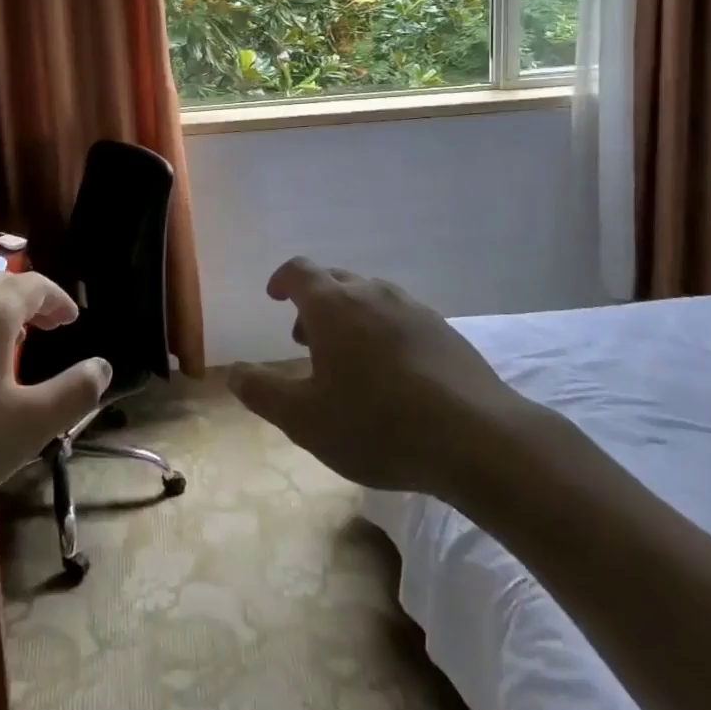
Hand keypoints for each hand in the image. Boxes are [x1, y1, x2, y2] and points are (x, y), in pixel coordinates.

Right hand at [228, 257, 540, 498]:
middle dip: (313, 302)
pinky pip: (399, 315)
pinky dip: (381, 329)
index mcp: (332, 305)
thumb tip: (233, 374)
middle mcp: (371, 293)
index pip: (299, 271)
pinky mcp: (443, 329)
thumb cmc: (378, 424)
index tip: (274, 297)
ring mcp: (412, 308)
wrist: (477, 438)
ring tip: (347, 358)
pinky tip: (391, 371)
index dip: (282, 279)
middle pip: (334, 279)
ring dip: (348, 315)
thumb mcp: (305, 420)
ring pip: (369, 296)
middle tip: (304, 339)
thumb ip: (263, 393)